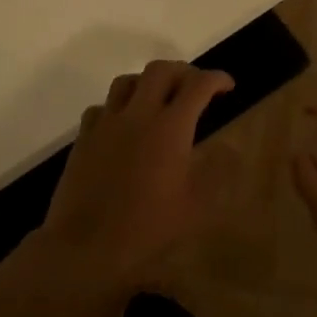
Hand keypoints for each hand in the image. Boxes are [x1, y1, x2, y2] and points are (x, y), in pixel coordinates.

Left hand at [42, 60, 234, 282]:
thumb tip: (231, 148)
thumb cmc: (147, 226)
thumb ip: (217, 171)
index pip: (198, 85)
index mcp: (171, 127)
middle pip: (161, 70)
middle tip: (195, 87)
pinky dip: (118, 107)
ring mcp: (107, 123)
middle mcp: (139, 114)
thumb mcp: (195, 205)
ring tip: (159, 98)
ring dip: (148, 82)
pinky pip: (102, 107)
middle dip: (183, 71)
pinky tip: (123, 124)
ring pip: (128, 81)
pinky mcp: (84, 137)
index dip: (217, 79)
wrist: (85, 246)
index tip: (228, 86)